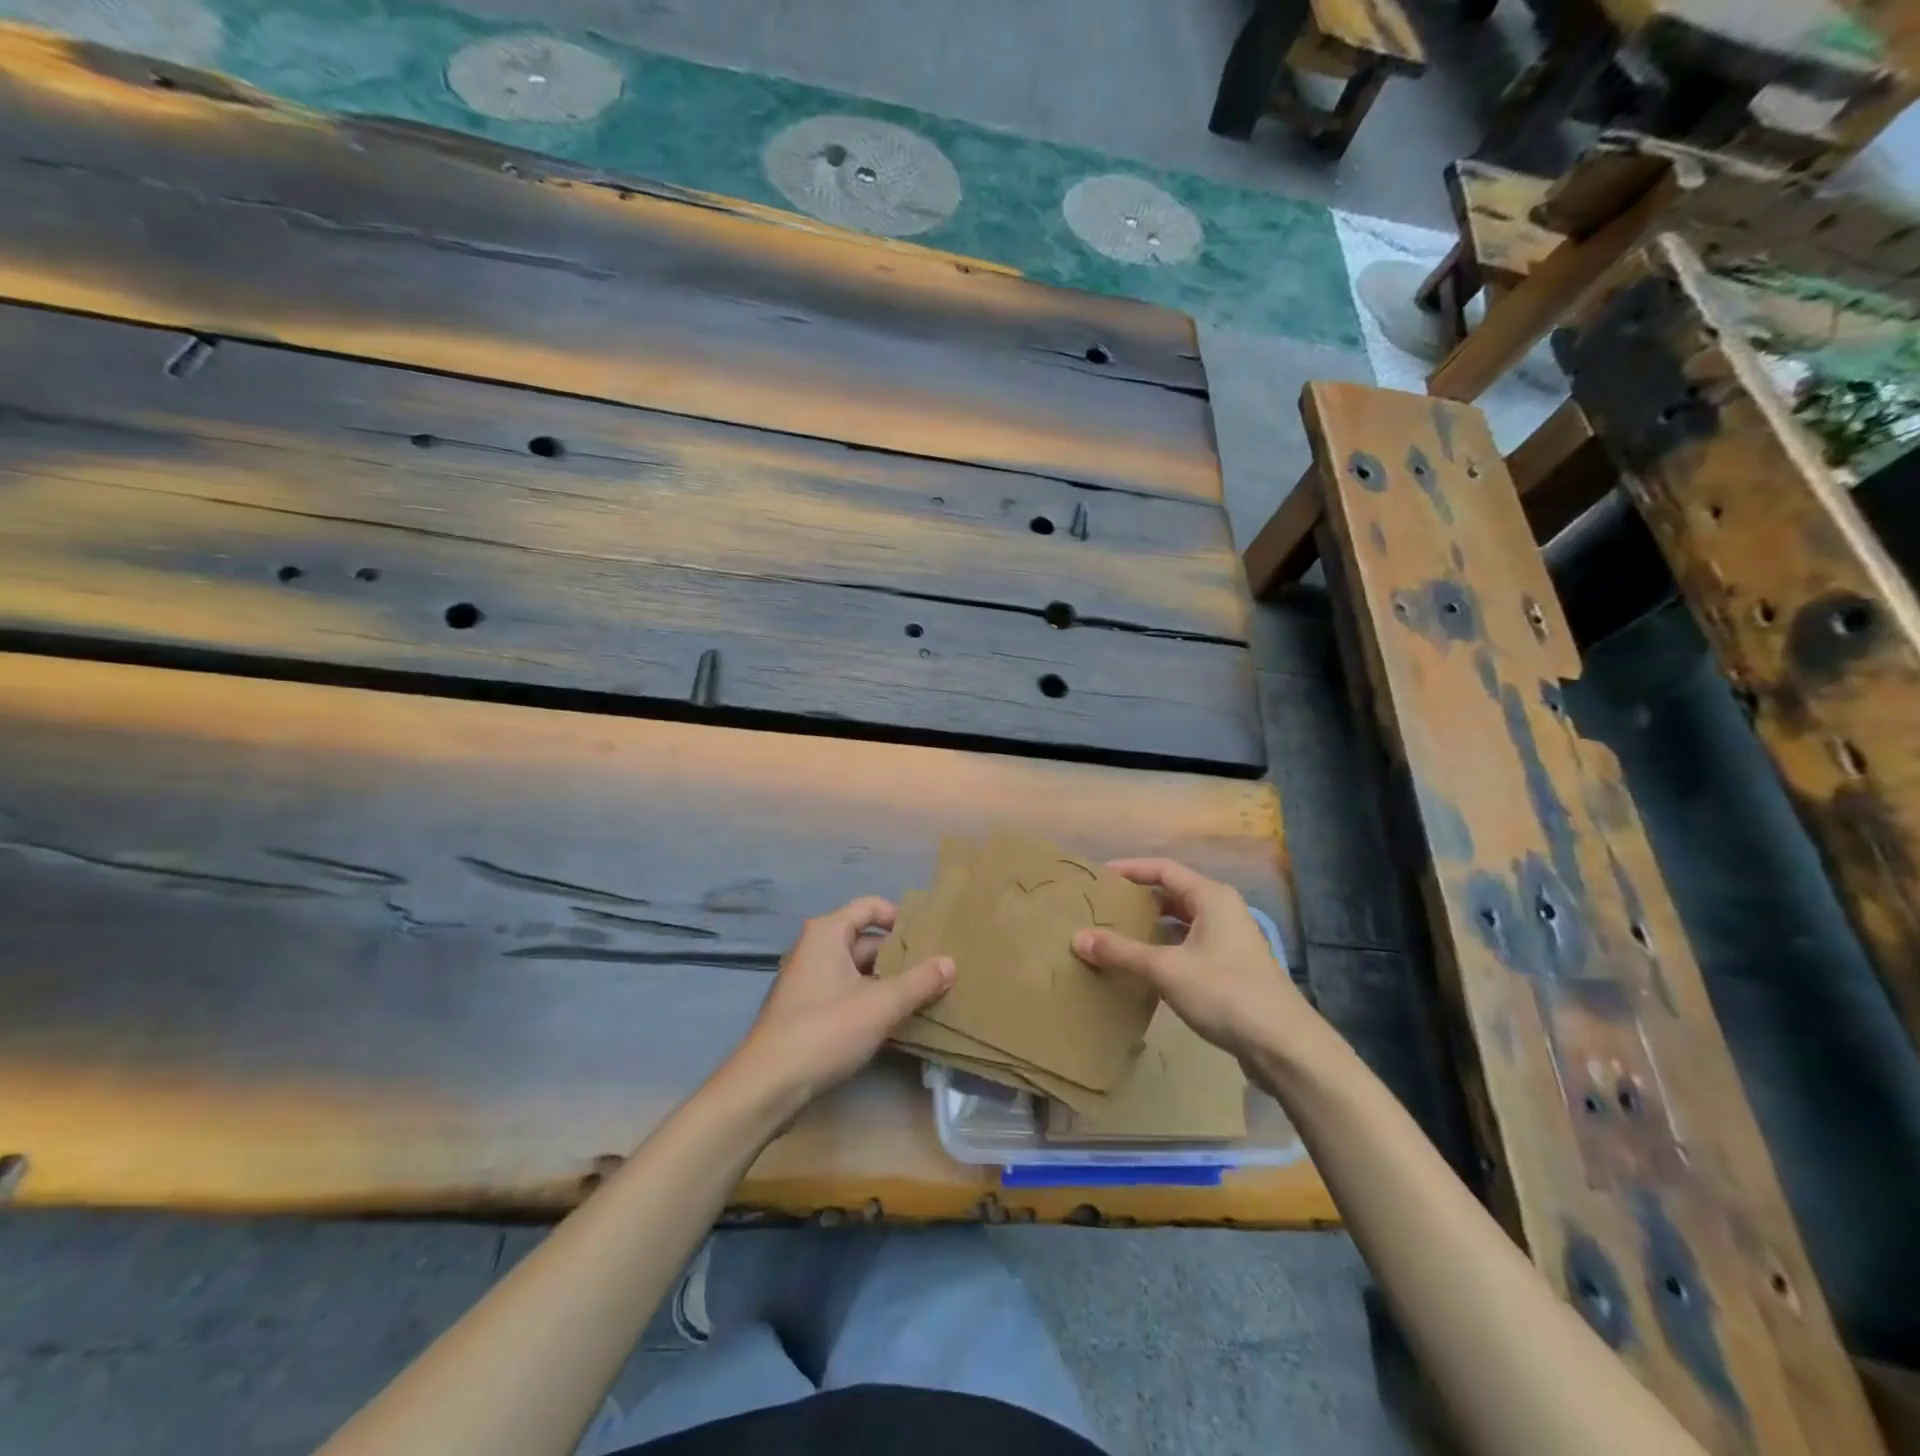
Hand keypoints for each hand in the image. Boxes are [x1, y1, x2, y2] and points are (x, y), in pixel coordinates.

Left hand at [726, 896, 953, 1110]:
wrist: (767, 1085)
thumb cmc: (824, 1030)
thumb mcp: (881, 1004)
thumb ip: (919, 982)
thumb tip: (950, 962)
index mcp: (827, 933)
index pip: (871, 907)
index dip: (901, 918)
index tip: (930, 938)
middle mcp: (815, 948)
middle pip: (866, 940)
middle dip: (900, 956)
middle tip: (936, 971)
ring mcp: (808, 981)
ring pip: (858, 971)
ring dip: (887, 982)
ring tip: (924, 996)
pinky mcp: (806, 1011)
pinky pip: (846, 993)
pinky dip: (870, 1000)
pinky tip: (894, 1021)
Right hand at [1072, 858, 1313, 1067]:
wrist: (1284, 1045)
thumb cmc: (1225, 992)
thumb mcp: (1165, 969)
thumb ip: (1120, 951)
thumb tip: (1078, 937)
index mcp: (1211, 897)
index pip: (1163, 869)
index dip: (1130, 869)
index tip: (1099, 877)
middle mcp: (1223, 911)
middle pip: (1174, 894)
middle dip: (1139, 899)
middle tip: (1104, 907)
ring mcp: (1231, 941)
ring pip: (1183, 923)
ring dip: (1152, 926)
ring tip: (1117, 934)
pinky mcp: (1232, 969)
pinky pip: (1190, 946)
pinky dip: (1166, 949)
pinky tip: (1145, 967)